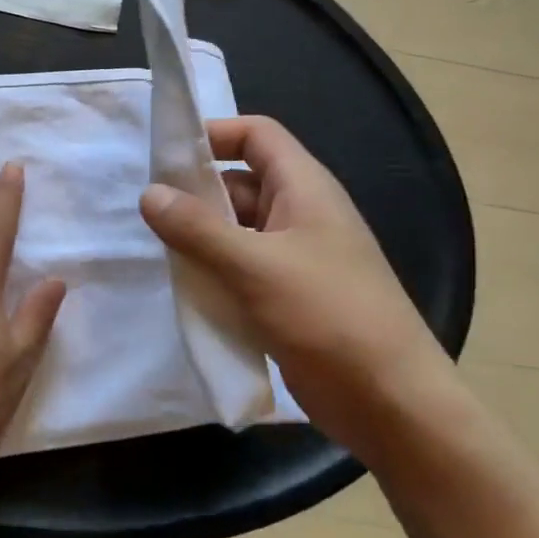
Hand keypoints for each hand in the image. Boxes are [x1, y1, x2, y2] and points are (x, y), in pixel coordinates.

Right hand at [138, 116, 447, 440]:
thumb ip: (197, 228)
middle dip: (195, 192)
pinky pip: (242, 268)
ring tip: (154, 248)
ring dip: (200, 237)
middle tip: (146, 211)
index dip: (214, 133)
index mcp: (304, 188)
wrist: (392, 404)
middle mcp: (300, 213)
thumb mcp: (255, 267)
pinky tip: (182, 286)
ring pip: (237, 229)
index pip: (256, 135)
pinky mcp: (288, 296)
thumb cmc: (328, 317)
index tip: (167, 156)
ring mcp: (295, 257)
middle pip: (240, 182)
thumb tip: (148, 193)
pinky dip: (214, 271)